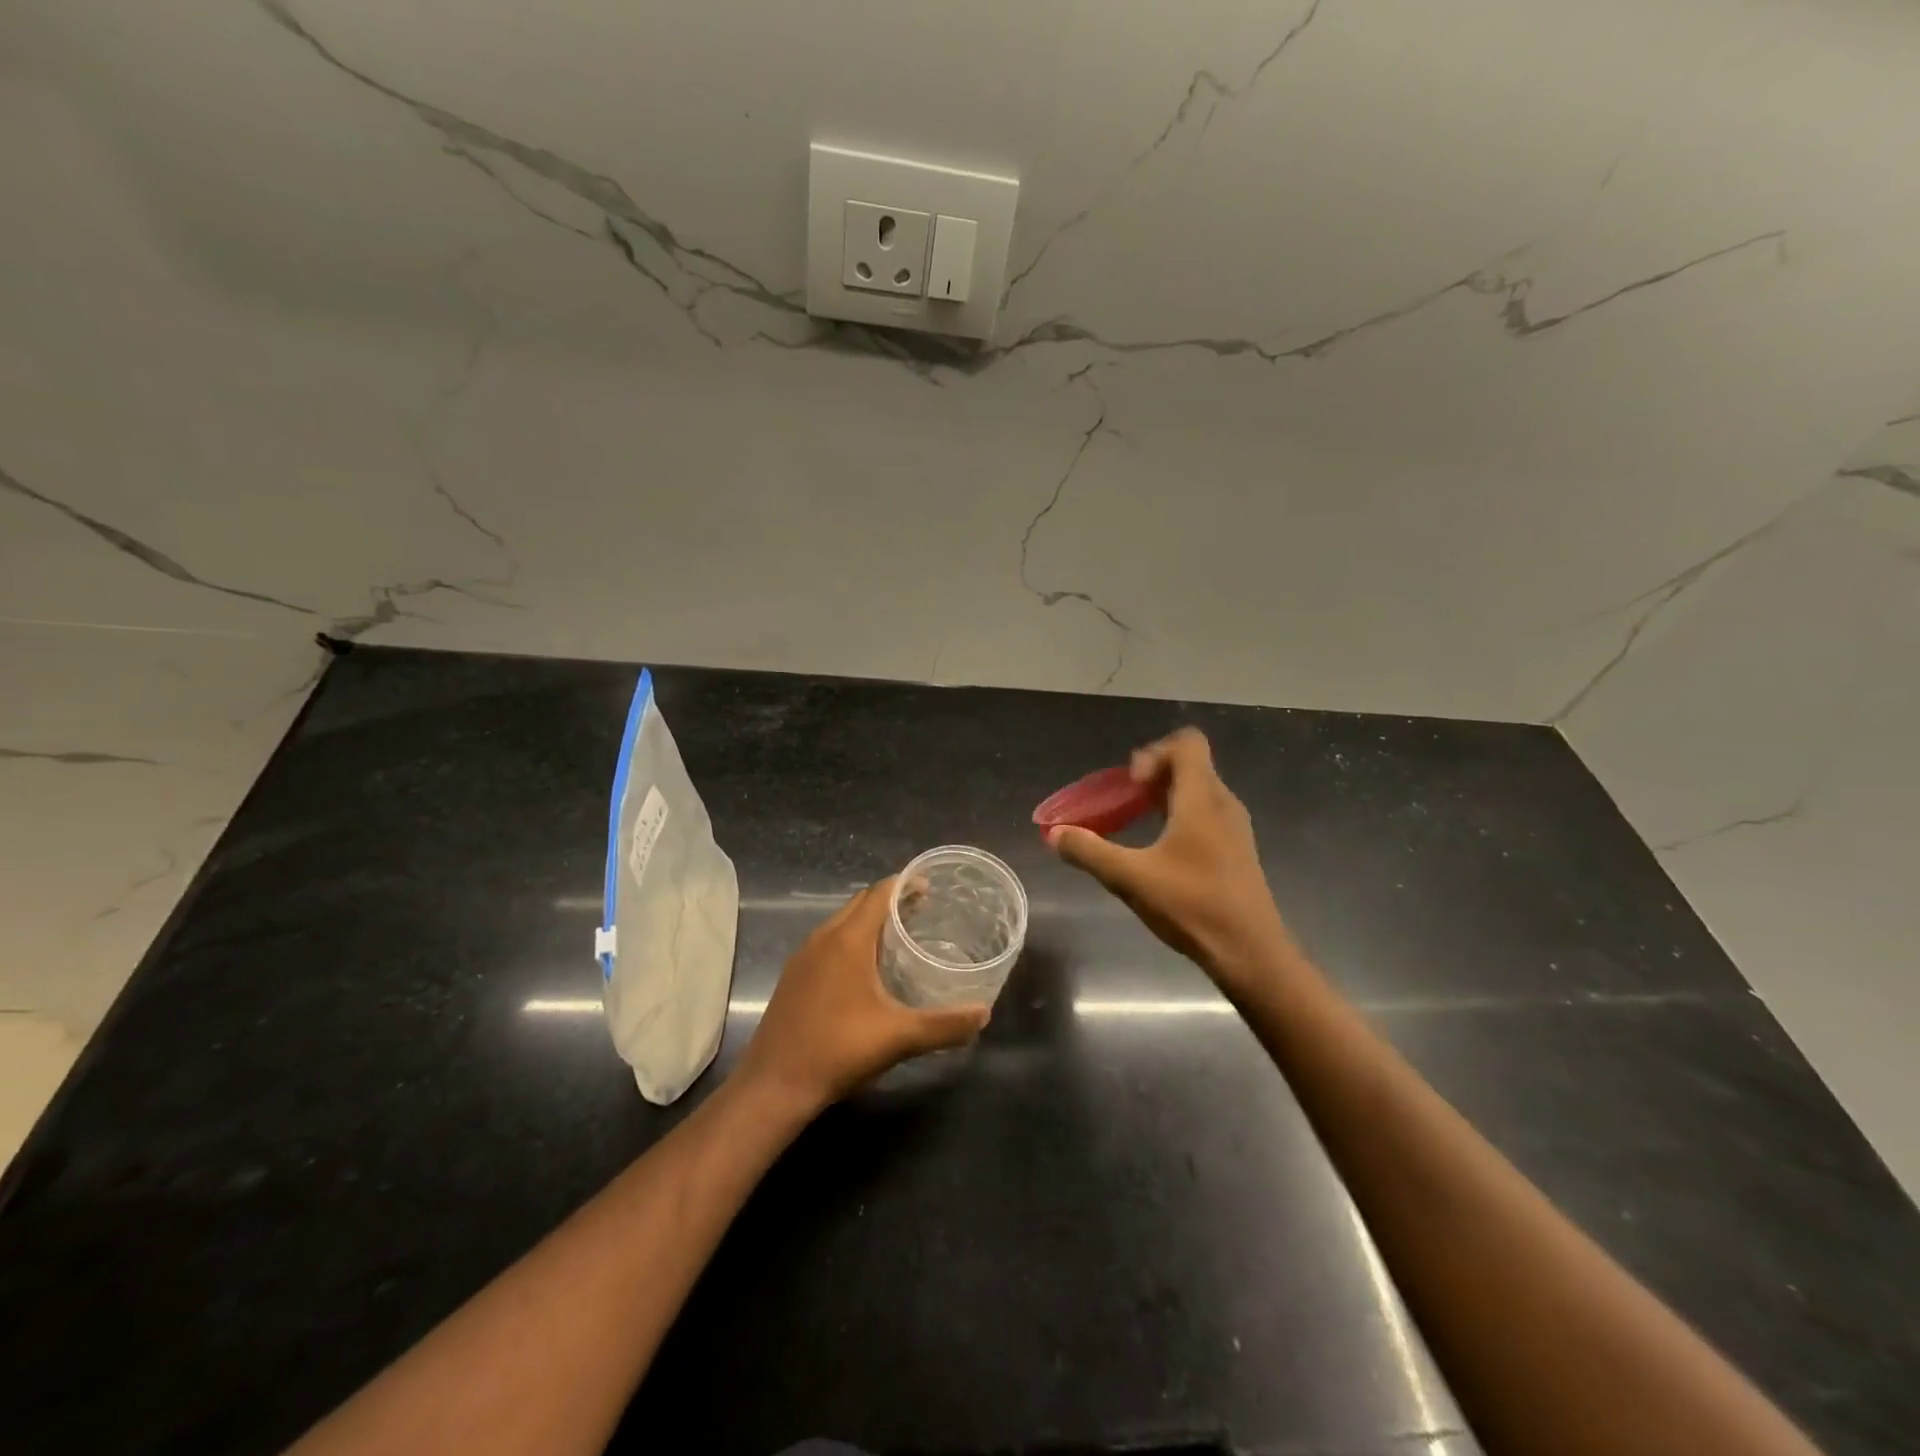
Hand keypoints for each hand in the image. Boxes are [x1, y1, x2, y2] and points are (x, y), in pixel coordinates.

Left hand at [736, 878, 989, 1114]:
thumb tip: (984, 1014)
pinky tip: (866, 970)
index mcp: (847, 940)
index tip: (930, 887)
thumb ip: (944, 1025)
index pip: (879, 894)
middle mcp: (823, 938)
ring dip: (869, 921)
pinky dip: (851, 941)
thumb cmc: (838, 1050)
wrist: (774, 1085)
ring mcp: (803, 957)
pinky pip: (828, 943)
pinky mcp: (794, 977)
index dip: (905, 885)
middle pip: (860, 903)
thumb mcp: (899, 1037)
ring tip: (899, 937)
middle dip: (890, 901)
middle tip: (922, 911)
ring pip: (841, 923)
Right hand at [1047, 728, 1293, 989]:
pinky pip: (1207, 814)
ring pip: (1199, 791)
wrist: (1251, 954)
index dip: (1154, 752)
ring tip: (1137, 823)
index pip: (1188, 743)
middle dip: (1153, 775)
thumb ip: (1089, 852)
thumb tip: (1054, 835)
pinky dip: (1180, 817)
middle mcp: (1223, 804)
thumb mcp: (1130, 879)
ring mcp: (1235, 828)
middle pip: (1191, 765)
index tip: (1131, 784)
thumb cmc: (1192, 906)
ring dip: (1165, 797)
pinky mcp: (1237, 851)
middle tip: (1124, 801)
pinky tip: (1160, 852)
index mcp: (1202, 798)